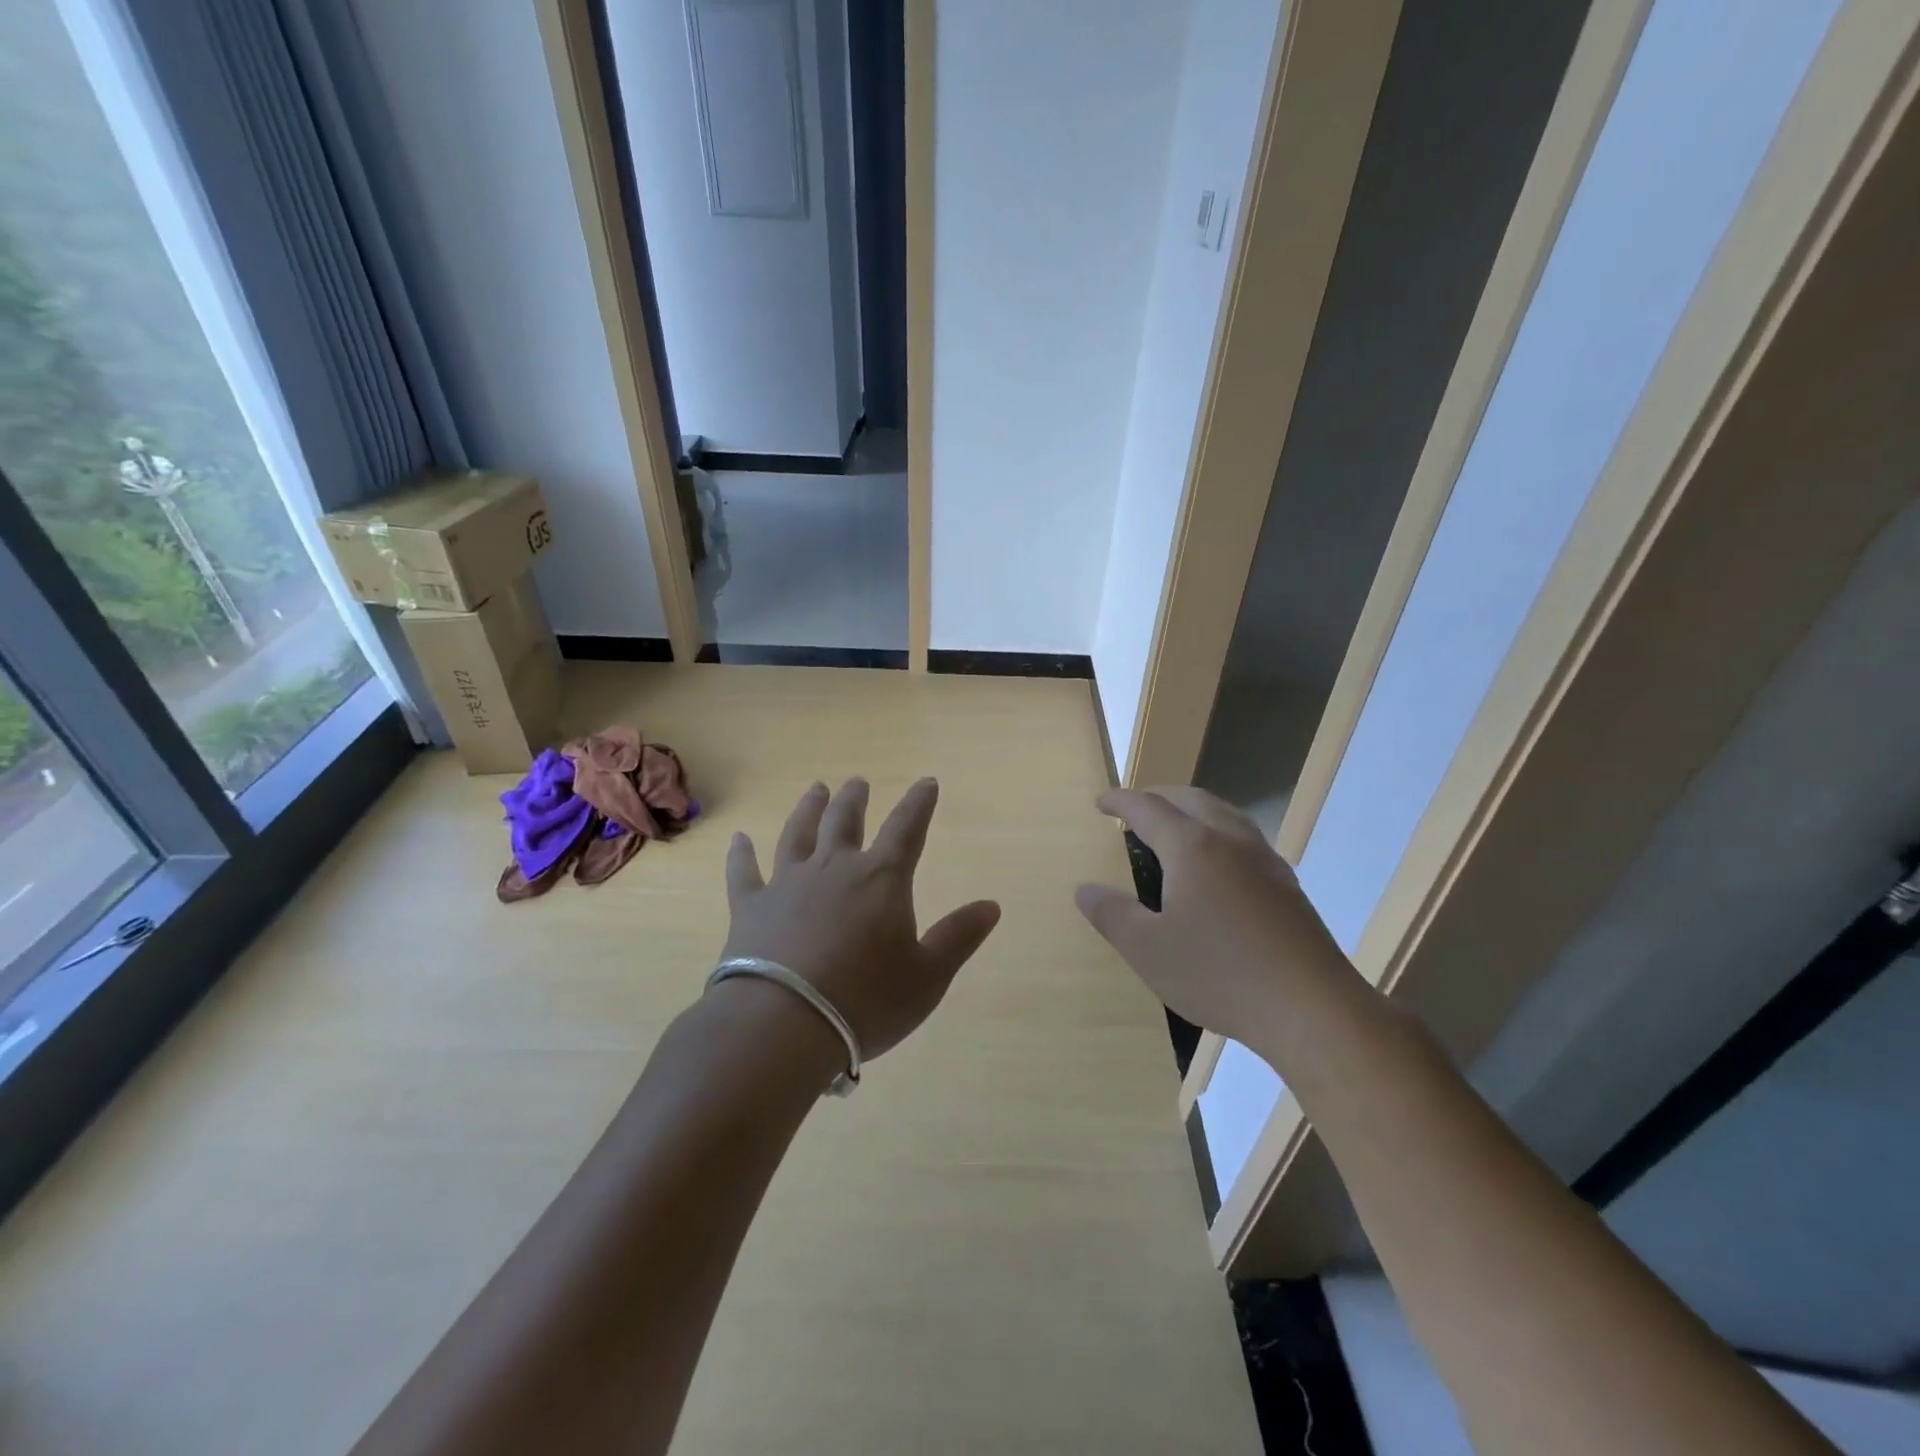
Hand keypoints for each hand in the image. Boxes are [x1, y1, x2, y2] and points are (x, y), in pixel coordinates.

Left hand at [719, 777, 1001, 1061]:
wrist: (783, 1025)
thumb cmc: (865, 1001)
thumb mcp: (928, 976)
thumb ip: (958, 937)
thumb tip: (991, 905)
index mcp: (881, 879)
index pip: (907, 828)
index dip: (920, 803)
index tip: (926, 782)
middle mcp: (834, 869)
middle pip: (845, 821)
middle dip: (855, 799)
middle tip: (857, 783)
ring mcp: (787, 884)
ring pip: (798, 834)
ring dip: (808, 809)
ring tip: (816, 790)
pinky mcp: (750, 907)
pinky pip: (744, 872)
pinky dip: (741, 854)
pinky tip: (738, 839)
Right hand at [1074, 787, 1365, 1058]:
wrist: (1312, 1008)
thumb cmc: (1219, 974)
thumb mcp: (1148, 950)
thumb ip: (1112, 914)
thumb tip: (1086, 890)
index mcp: (1192, 847)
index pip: (1148, 808)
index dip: (1120, 801)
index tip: (1101, 802)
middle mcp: (1230, 841)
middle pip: (1190, 799)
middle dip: (1158, 797)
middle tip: (1134, 811)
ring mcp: (1265, 860)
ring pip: (1224, 813)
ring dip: (1192, 810)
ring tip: (1174, 829)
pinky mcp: (1287, 885)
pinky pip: (1245, 838)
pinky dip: (1218, 832)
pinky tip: (1217, 867)